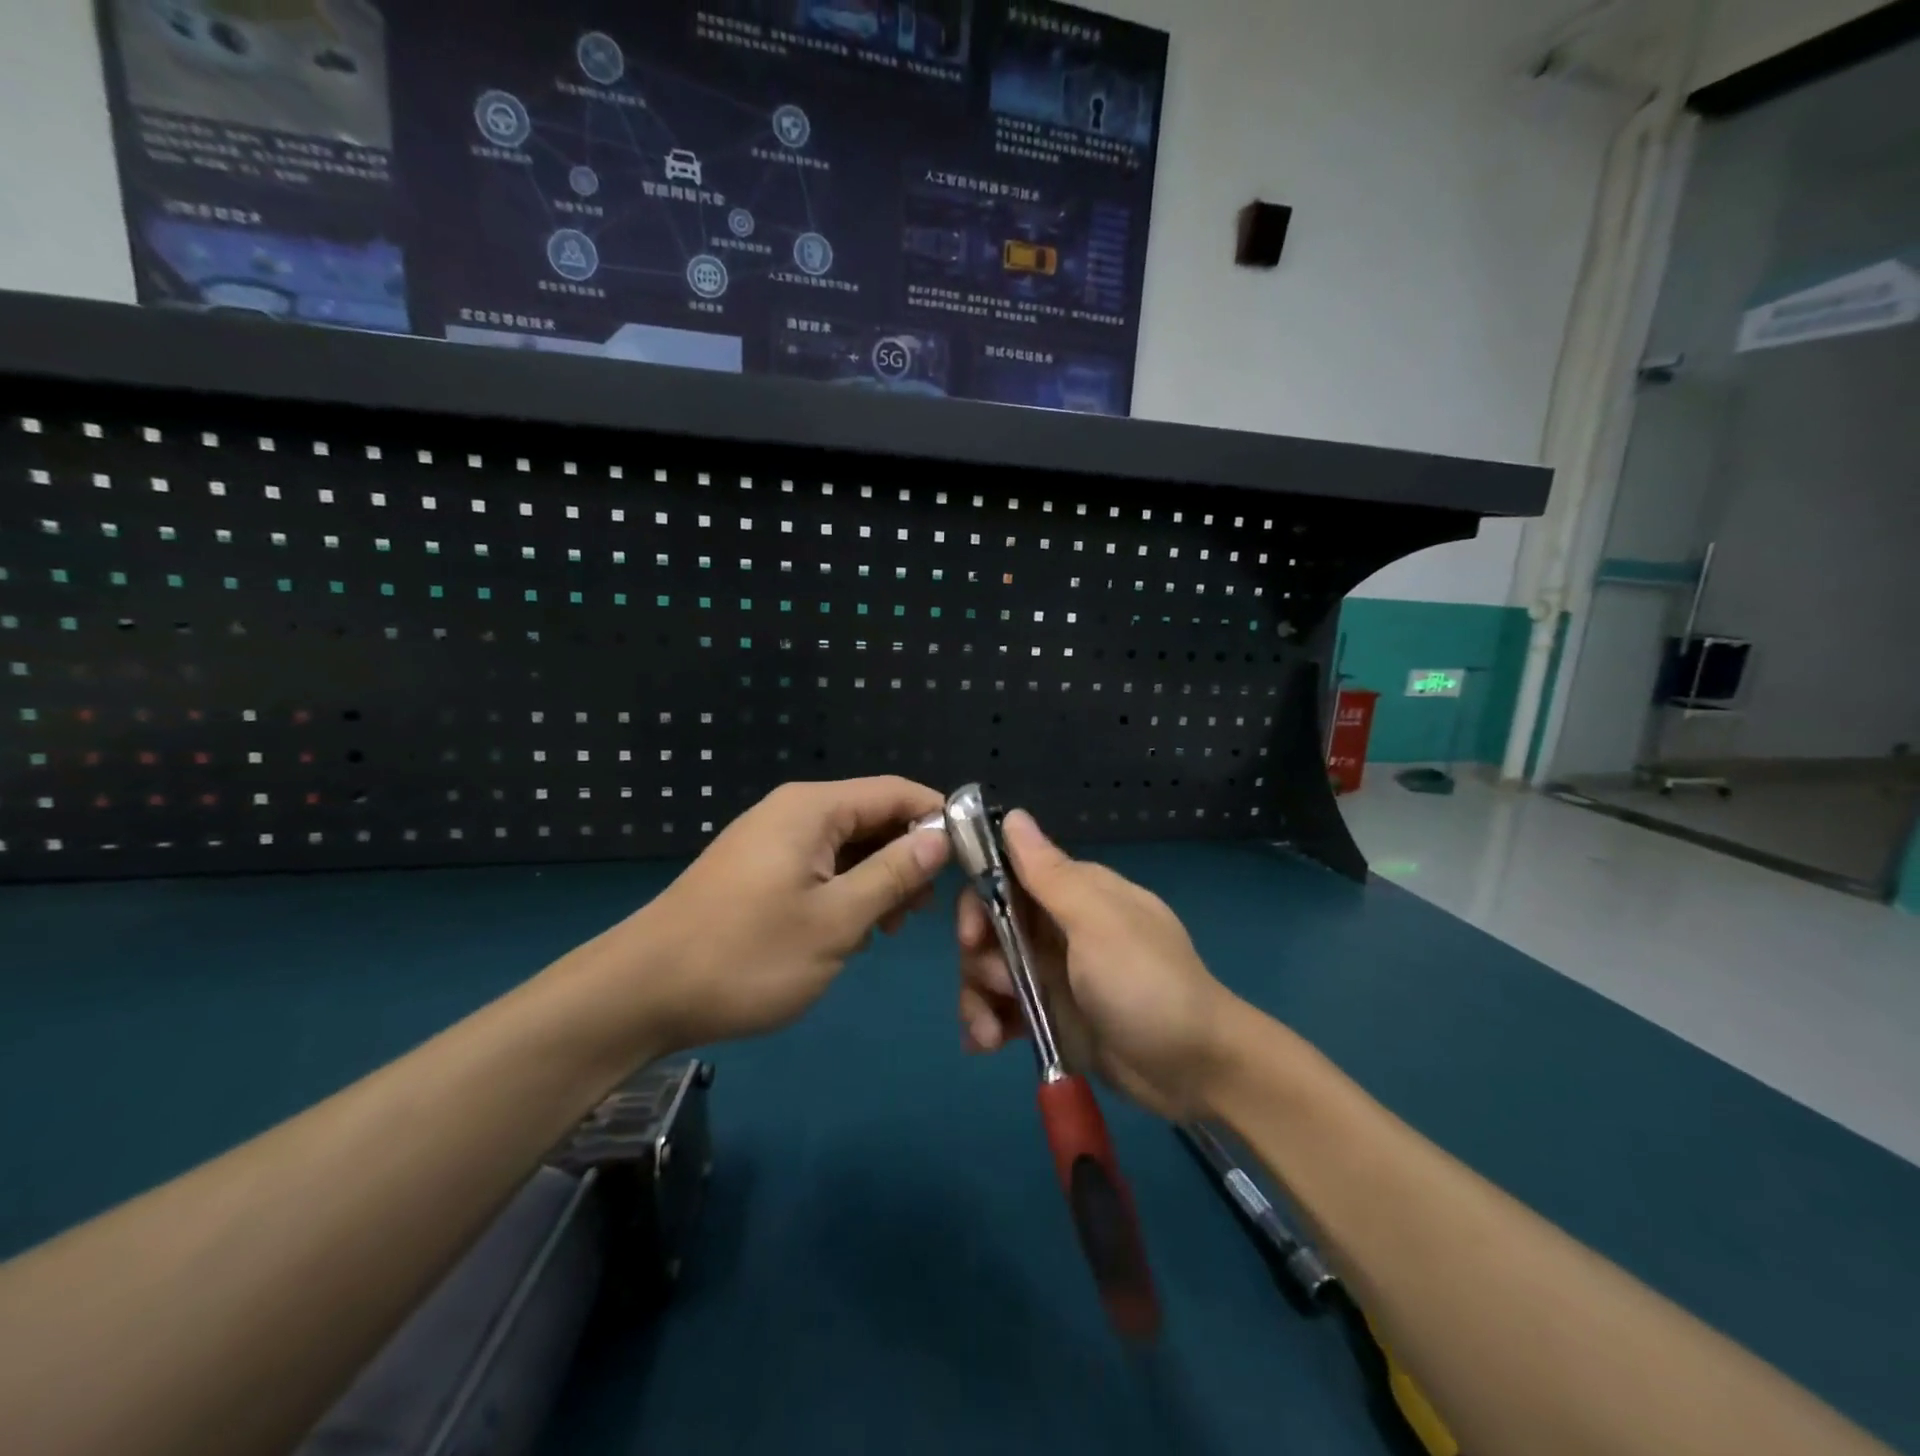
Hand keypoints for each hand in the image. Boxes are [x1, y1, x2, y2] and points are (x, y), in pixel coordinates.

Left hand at [623, 777, 949, 1049]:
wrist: (642, 993)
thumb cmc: (747, 956)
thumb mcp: (836, 920)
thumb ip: (893, 874)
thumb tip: (940, 838)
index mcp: (814, 808)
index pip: (898, 792)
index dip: (939, 819)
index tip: (970, 861)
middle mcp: (794, 811)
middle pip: (874, 817)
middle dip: (908, 858)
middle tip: (923, 913)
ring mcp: (772, 840)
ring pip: (849, 846)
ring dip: (878, 880)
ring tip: (886, 929)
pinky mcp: (759, 870)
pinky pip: (821, 866)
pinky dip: (846, 891)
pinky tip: (850, 931)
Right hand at [955, 810, 1241, 1120]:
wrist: (1196, 1070)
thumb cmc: (1147, 984)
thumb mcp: (1098, 923)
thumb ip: (1049, 874)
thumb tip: (1012, 814)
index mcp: (1074, 893)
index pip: (1006, 877)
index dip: (979, 901)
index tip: (972, 934)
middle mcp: (1057, 927)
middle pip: (990, 928)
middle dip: (979, 957)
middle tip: (998, 986)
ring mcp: (1054, 973)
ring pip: (990, 970)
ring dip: (978, 998)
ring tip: (991, 1035)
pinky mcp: (1051, 1015)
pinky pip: (1003, 1010)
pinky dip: (988, 1023)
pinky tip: (986, 1044)